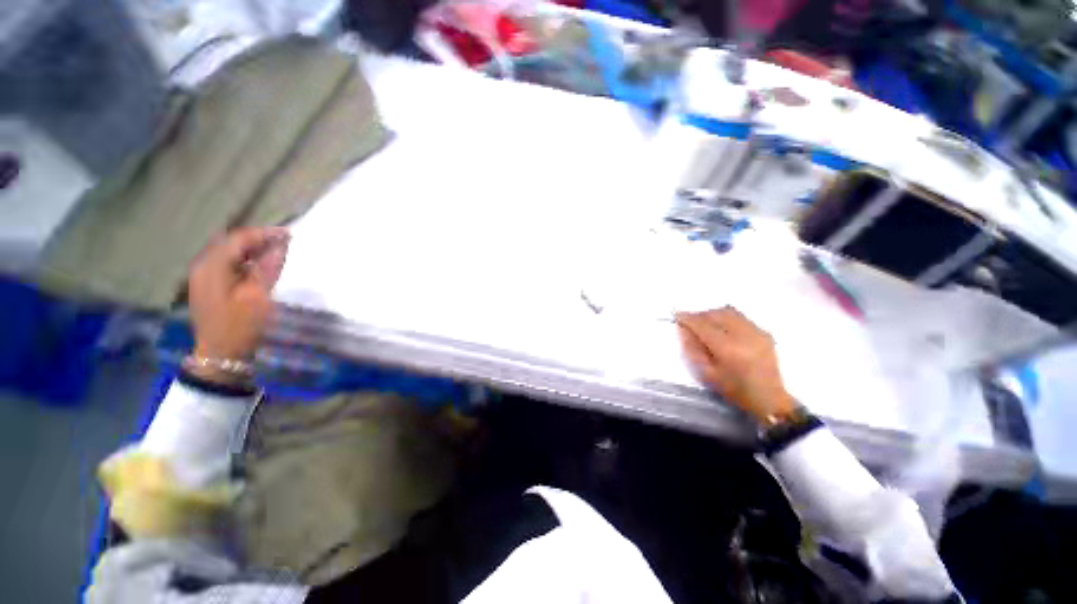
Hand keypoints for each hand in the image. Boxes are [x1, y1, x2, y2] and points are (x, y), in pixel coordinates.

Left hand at [188, 227, 289, 378]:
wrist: (221, 355)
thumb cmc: (241, 325)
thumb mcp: (258, 296)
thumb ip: (268, 267)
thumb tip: (281, 245)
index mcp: (212, 266)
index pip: (239, 238)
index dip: (265, 234)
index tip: (291, 234)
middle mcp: (203, 266)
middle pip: (231, 243)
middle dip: (258, 239)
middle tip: (285, 242)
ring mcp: (203, 277)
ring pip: (229, 253)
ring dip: (252, 250)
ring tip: (277, 252)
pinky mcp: (208, 287)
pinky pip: (227, 264)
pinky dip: (245, 261)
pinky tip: (260, 267)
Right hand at [676, 307, 796, 424]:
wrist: (769, 398)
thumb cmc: (734, 390)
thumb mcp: (706, 374)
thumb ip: (692, 349)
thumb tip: (683, 329)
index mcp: (727, 348)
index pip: (703, 325)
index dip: (688, 318)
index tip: (677, 315)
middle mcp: (743, 335)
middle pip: (716, 314)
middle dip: (700, 315)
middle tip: (690, 321)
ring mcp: (756, 332)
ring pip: (729, 312)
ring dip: (713, 314)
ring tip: (705, 323)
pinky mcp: (763, 332)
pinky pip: (740, 317)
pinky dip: (726, 318)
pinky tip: (722, 328)